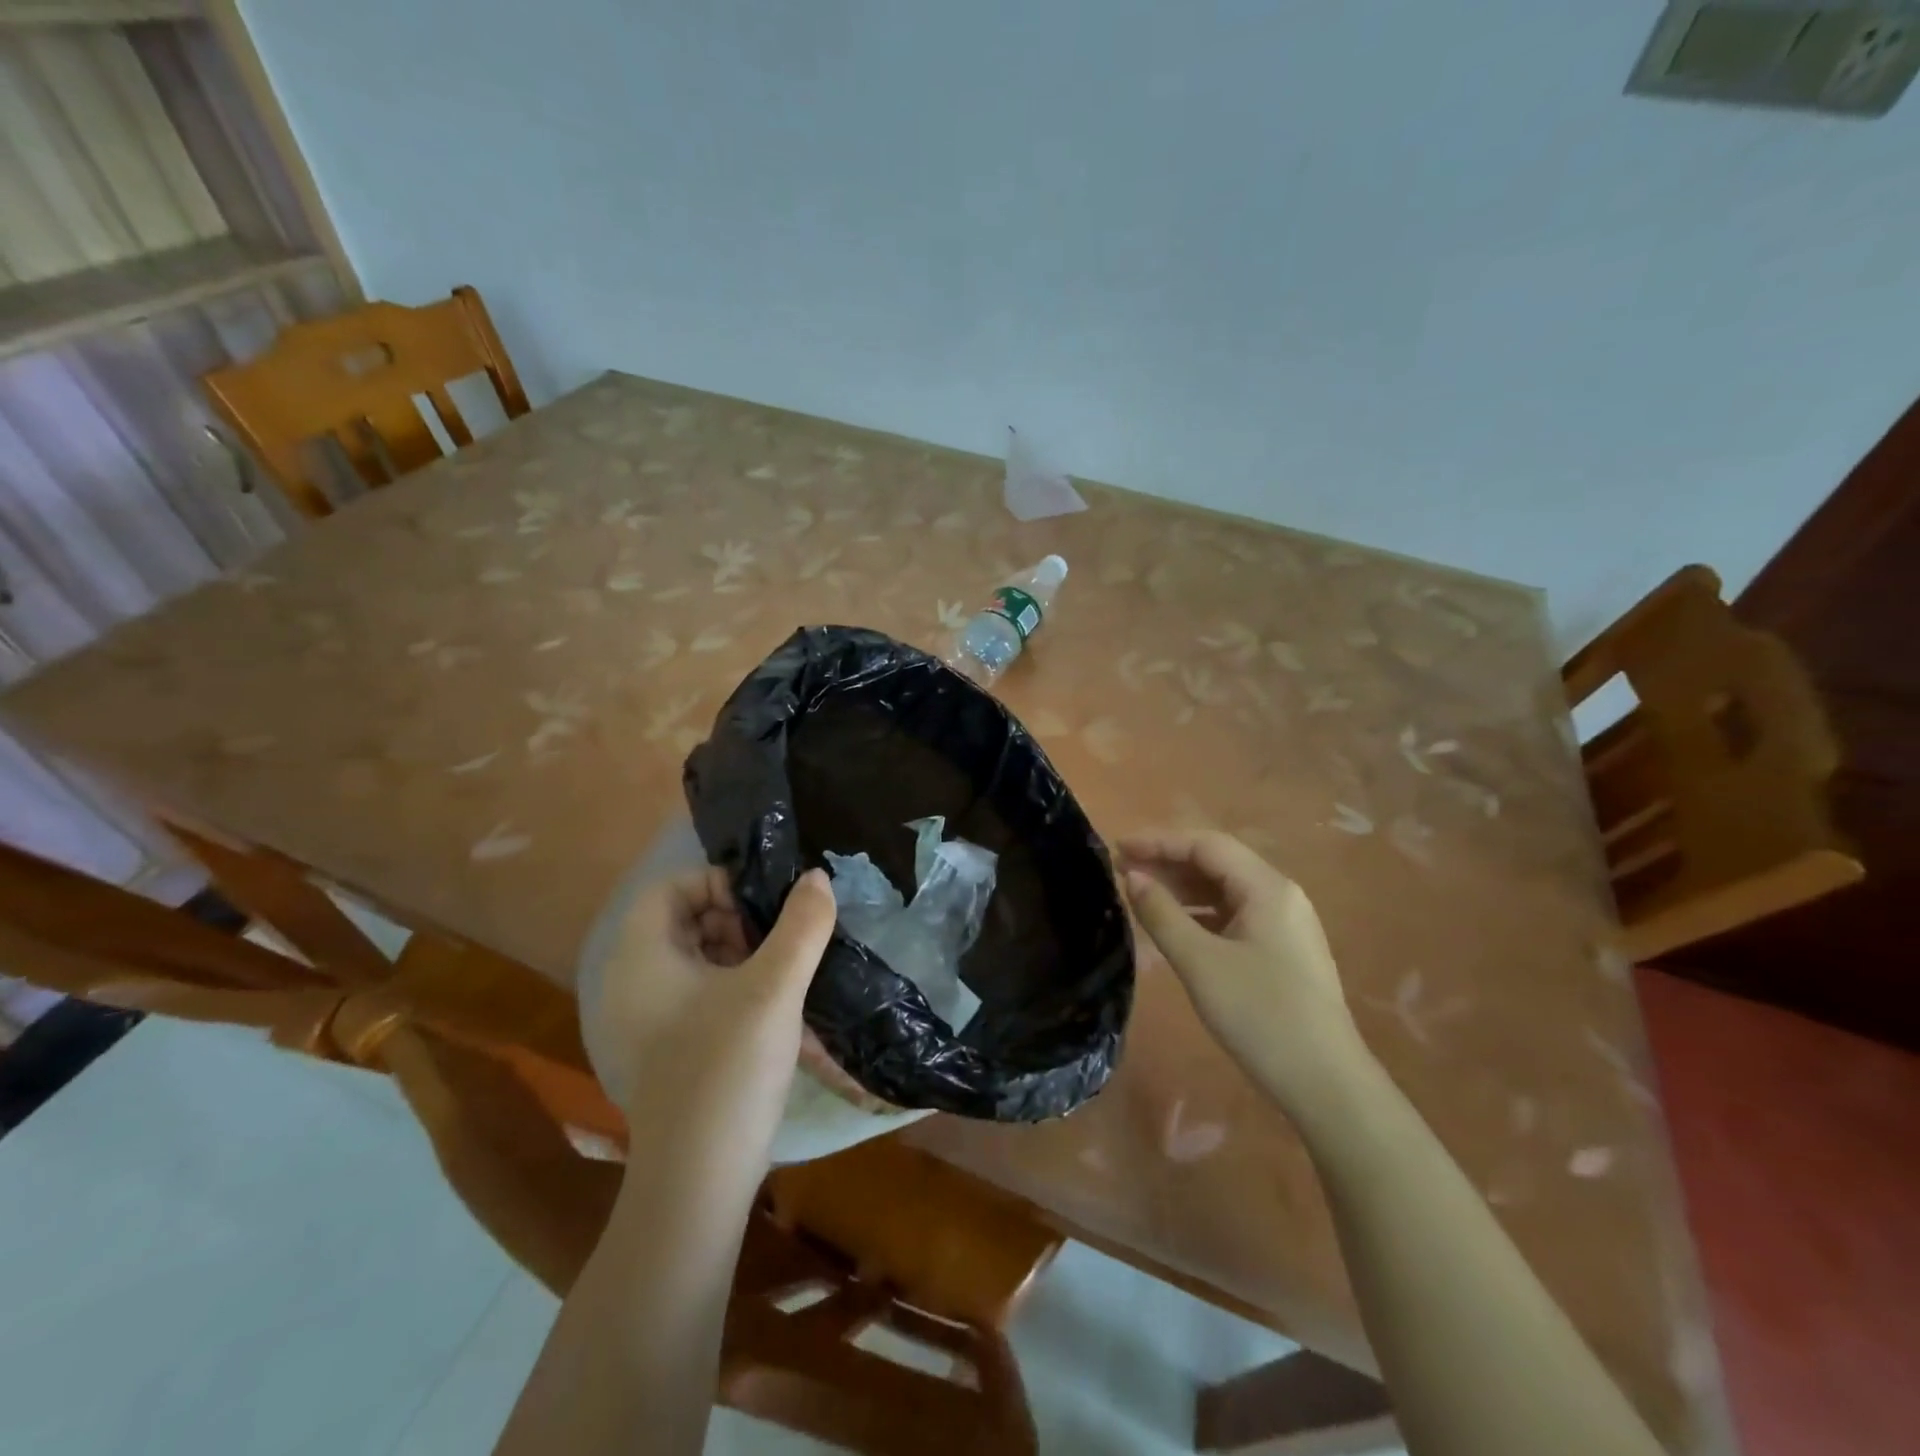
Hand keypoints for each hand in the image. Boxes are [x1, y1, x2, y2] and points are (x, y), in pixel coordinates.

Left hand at [589, 866, 837, 1154]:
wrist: (697, 1184)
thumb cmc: (727, 1068)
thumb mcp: (774, 988)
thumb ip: (801, 926)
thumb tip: (817, 877)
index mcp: (641, 957)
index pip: (672, 887)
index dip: (721, 884)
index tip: (766, 909)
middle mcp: (632, 983)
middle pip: (686, 921)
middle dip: (739, 921)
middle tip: (782, 942)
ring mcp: (646, 1021)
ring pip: (698, 960)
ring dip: (745, 956)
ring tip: (786, 975)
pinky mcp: (666, 1051)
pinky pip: (700, 997)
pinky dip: (737, 990)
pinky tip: (776, 1012)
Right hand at [1120, 830, 1367, 1108]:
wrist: (1327, 1085)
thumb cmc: (1260, 1016)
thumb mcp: (1200, 963)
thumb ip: (1162, 914)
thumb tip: (1132, 877)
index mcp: (1267, 888)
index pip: (1206, 845)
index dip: (1158, 841)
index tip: (1117, 848)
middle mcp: (1281, 895)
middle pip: (1217, 863)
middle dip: (1168, 862)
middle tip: (1121, 870)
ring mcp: (1286, 924)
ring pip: (1226, 890)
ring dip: (1182, 887)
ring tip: (1140, 894)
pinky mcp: (1283, 950)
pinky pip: (1235, 915)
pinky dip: (1200, 912)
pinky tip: (1175, 925)